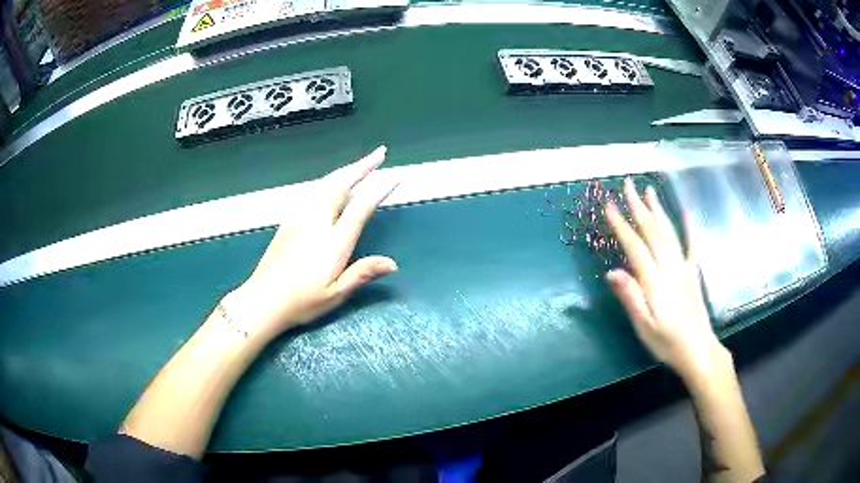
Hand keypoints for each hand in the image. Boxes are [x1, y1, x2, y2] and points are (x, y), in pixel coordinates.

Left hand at [223, 146, 398, 341]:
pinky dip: (329, 179)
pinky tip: (332, 181)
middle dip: (362, 166)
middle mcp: (317, 221)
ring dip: (346, 170)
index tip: (395, 176)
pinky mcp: (290, 219)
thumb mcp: (336, 294)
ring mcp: (301, 217)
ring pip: (325, 183)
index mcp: (333, 241)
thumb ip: (362, 274)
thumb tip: (393, 263)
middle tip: (380, 152)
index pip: (360, 207)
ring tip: (362, 163)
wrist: (263, 299)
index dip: (379, 189)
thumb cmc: (302, 301)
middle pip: (341, 184)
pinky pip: (313, 190)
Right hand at [605, 178, 729, 382]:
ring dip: (658, 209)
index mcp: (655, 281)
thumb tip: (612, 272)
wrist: (699, 351)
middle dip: (638, 206)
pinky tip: (685, 211)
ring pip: (670, 231)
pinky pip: (692, 244)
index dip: (621, 225)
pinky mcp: (694, 273)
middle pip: (653, 231)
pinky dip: (688, 226)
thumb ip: (630, 298)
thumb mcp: (644, 327)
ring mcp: (684, 267)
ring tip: (649, 190)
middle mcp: (670, 267)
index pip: (635, 247)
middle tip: (627, 184)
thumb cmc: (668, 343)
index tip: (609, 205)